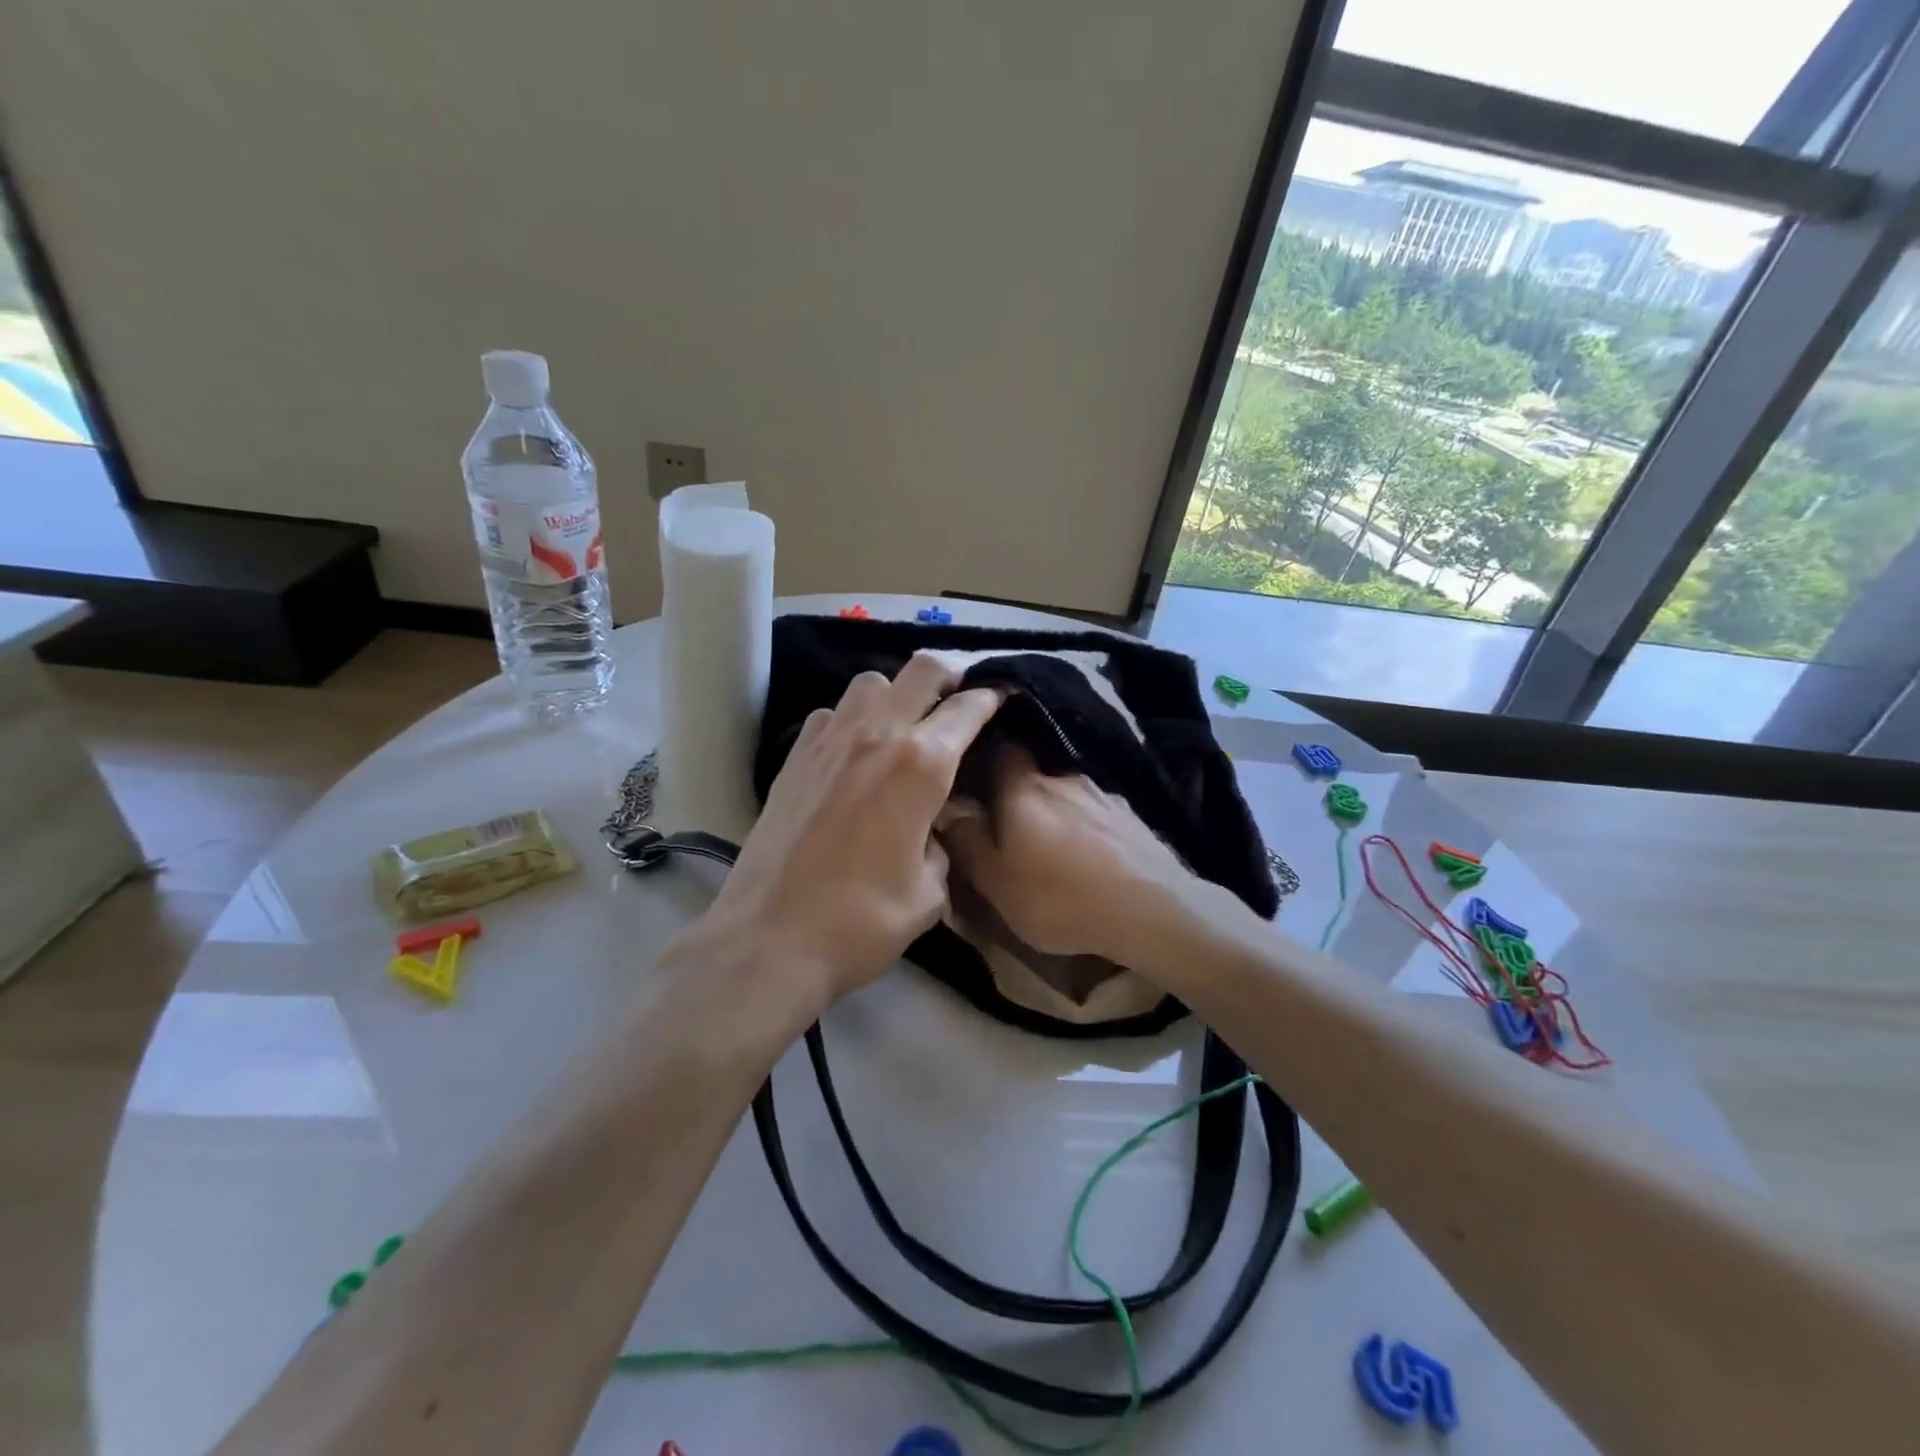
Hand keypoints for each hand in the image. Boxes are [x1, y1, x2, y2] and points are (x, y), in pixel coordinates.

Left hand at [673, 652, 1002, 1015]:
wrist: (769, 939)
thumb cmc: (861, 922)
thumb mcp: (928, 893)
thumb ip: (939, 847)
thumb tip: (930, 830)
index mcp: (921, 765)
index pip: (967, 708)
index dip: (992, 697)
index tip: (1003, 696)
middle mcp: (877, 735)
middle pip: (921, 669)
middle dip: (950, 674)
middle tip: (960, 697)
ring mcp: (829, 741)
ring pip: (871, 682)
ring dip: (897, 693)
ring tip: (905, 724)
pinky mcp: (794, 757)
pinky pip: (831, 714)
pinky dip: (851, 719)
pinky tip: (854, 752)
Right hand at [939, 746, 1206, 967]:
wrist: (1151, 909)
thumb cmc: (1061, 897)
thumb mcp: (998, 883)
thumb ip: (968, 843)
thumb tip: (947, 808)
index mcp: (1024, 788)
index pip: (1001, 747)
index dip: (986, 754)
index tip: (973, 771)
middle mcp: (1063, 777)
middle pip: (1033, 771)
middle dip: (1018, 790)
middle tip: (1009, 819)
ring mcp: (1102, 793)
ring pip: (1066, 791)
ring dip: (1056, 809)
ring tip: (1051, 841)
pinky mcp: (1131, 815)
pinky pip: (1096, 810)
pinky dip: (1086, 824)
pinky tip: (1089, 851)